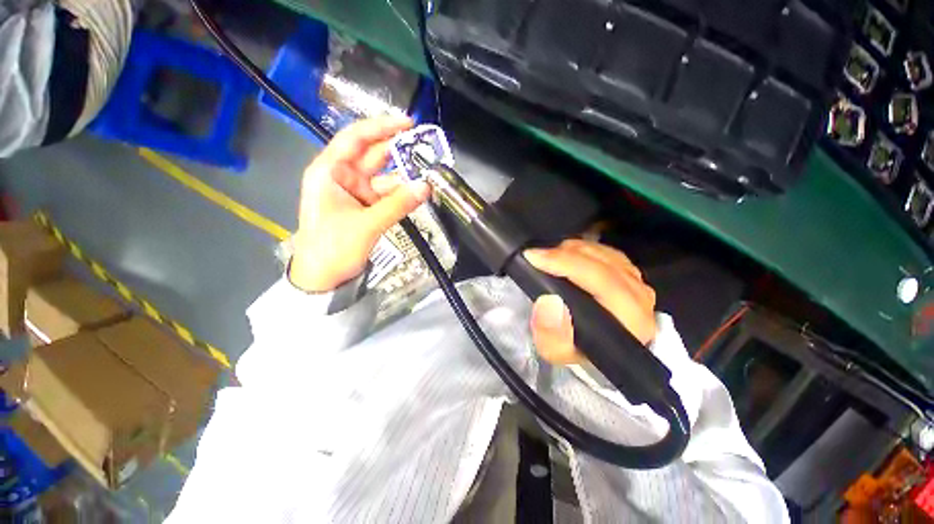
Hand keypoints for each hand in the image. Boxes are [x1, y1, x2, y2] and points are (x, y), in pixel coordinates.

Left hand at [290, 116, 431, 291]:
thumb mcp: (367, 225)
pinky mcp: (365, 206)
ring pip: (383, 176)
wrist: (323, 277)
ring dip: (404, 176)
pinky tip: (418, 193)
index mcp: (330, 171)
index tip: (408, 124)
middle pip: (372, 154)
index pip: (356, 138)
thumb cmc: (333, 247)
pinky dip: (401, 194)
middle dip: (398, 150)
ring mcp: (355, 192)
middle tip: (426, 147)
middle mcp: (342, 176)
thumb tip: (426, 187)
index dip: (381, 127)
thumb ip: (398, 205)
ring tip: (428, 174)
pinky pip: (386, 194)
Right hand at [523, 239, 656, 365]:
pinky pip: (604, 250)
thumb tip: (549, 302)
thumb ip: (551, 334)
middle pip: (601, 260)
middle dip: (562, 253)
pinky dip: (580, 249)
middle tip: (534, 255)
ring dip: (570, 250)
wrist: (595, 349)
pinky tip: (564, 255)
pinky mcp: (630, 272)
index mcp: (632, 320)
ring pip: (602, 252)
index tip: (535, 258)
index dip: (566, 264)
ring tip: (546, 257)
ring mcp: (638, 281)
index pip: (602, 279)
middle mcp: (641, 297)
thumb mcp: (556, 351)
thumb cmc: (576, 350)